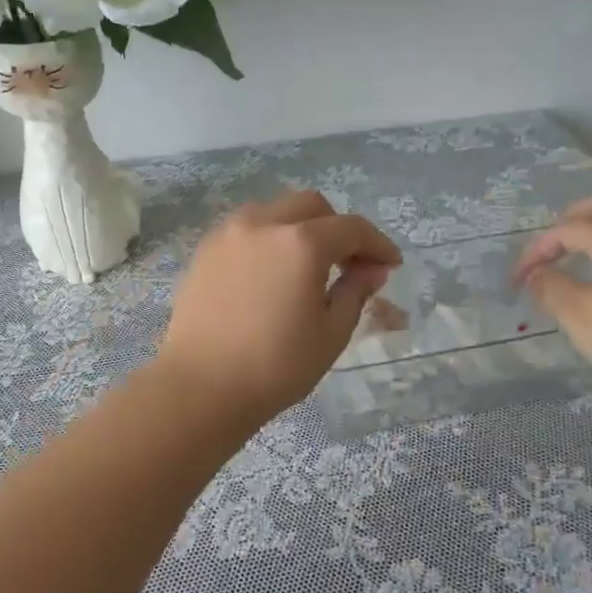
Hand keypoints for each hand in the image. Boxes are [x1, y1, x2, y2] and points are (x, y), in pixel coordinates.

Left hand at [156, 191, 401, 430]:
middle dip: (337, 227)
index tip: (390, 265)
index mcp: (301, 243)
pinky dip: (268, 238)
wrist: (201, 386)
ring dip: (299, 227)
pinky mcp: (205, 250)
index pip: (351, 228)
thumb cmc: (275, 366)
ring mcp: (228, 234)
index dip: (377, 244)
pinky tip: (271, 272)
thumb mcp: (331, 333)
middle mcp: (264, 224)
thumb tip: (371, 269)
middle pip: (311, 206)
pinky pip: (246, 229)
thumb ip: (355, 291)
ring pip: (274, 211)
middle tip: (349, 263)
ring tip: (306, 265)